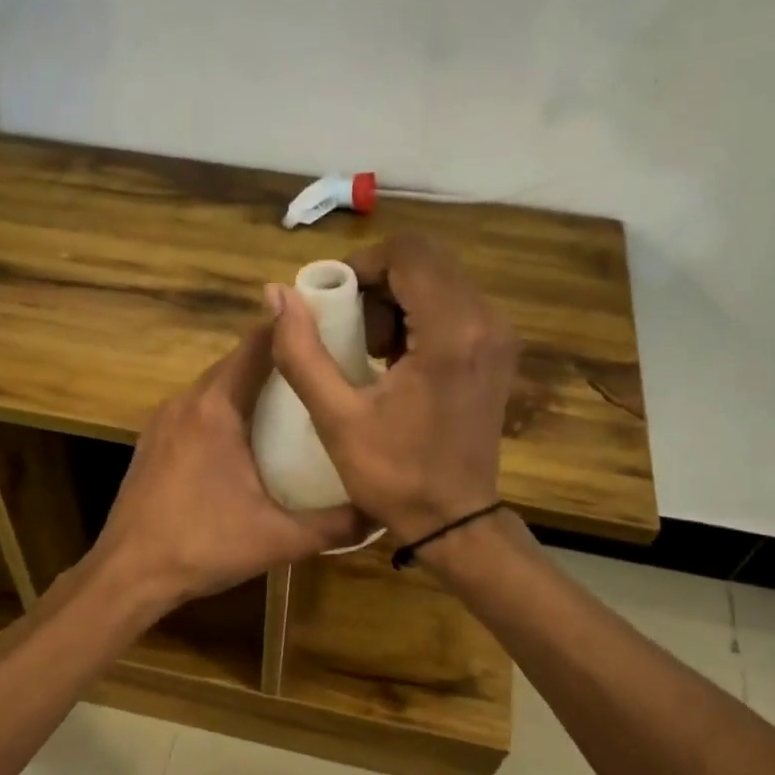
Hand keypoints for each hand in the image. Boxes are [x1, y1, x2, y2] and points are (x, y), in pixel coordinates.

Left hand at [93, 326, 370, 605]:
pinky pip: (196, 409)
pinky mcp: (152, 442)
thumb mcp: (278, 539)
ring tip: (294, 401)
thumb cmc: (202, 546)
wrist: (128, 574)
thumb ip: (334, 525)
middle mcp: (185, 402)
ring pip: (214, 386)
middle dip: (278, 360)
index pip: (257, 344)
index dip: (293, 329)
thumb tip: (381, 513)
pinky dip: (225, 408)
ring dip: (250, 386)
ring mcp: (162, 421)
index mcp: (216, 408)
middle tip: (323, 371)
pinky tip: (248, 436)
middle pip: (236, 362)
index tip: (332, 328)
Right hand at [267, 235, 516, 544]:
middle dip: (378, 284)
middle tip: (347, 329)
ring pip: (440, 281)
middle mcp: (485, 321)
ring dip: (397, 301)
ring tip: (368, 351)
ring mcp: (498, 337)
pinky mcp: (497, 353)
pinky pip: (454, 307)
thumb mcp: (336, 418)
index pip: (408, 254)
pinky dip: (419, 318)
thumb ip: (302, 352)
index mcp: (451, 332)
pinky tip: (395, 361)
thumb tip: (276, 295)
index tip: (332, 302)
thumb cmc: (394, 475)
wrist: (454, 520)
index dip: (362, 266)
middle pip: (426, 262)